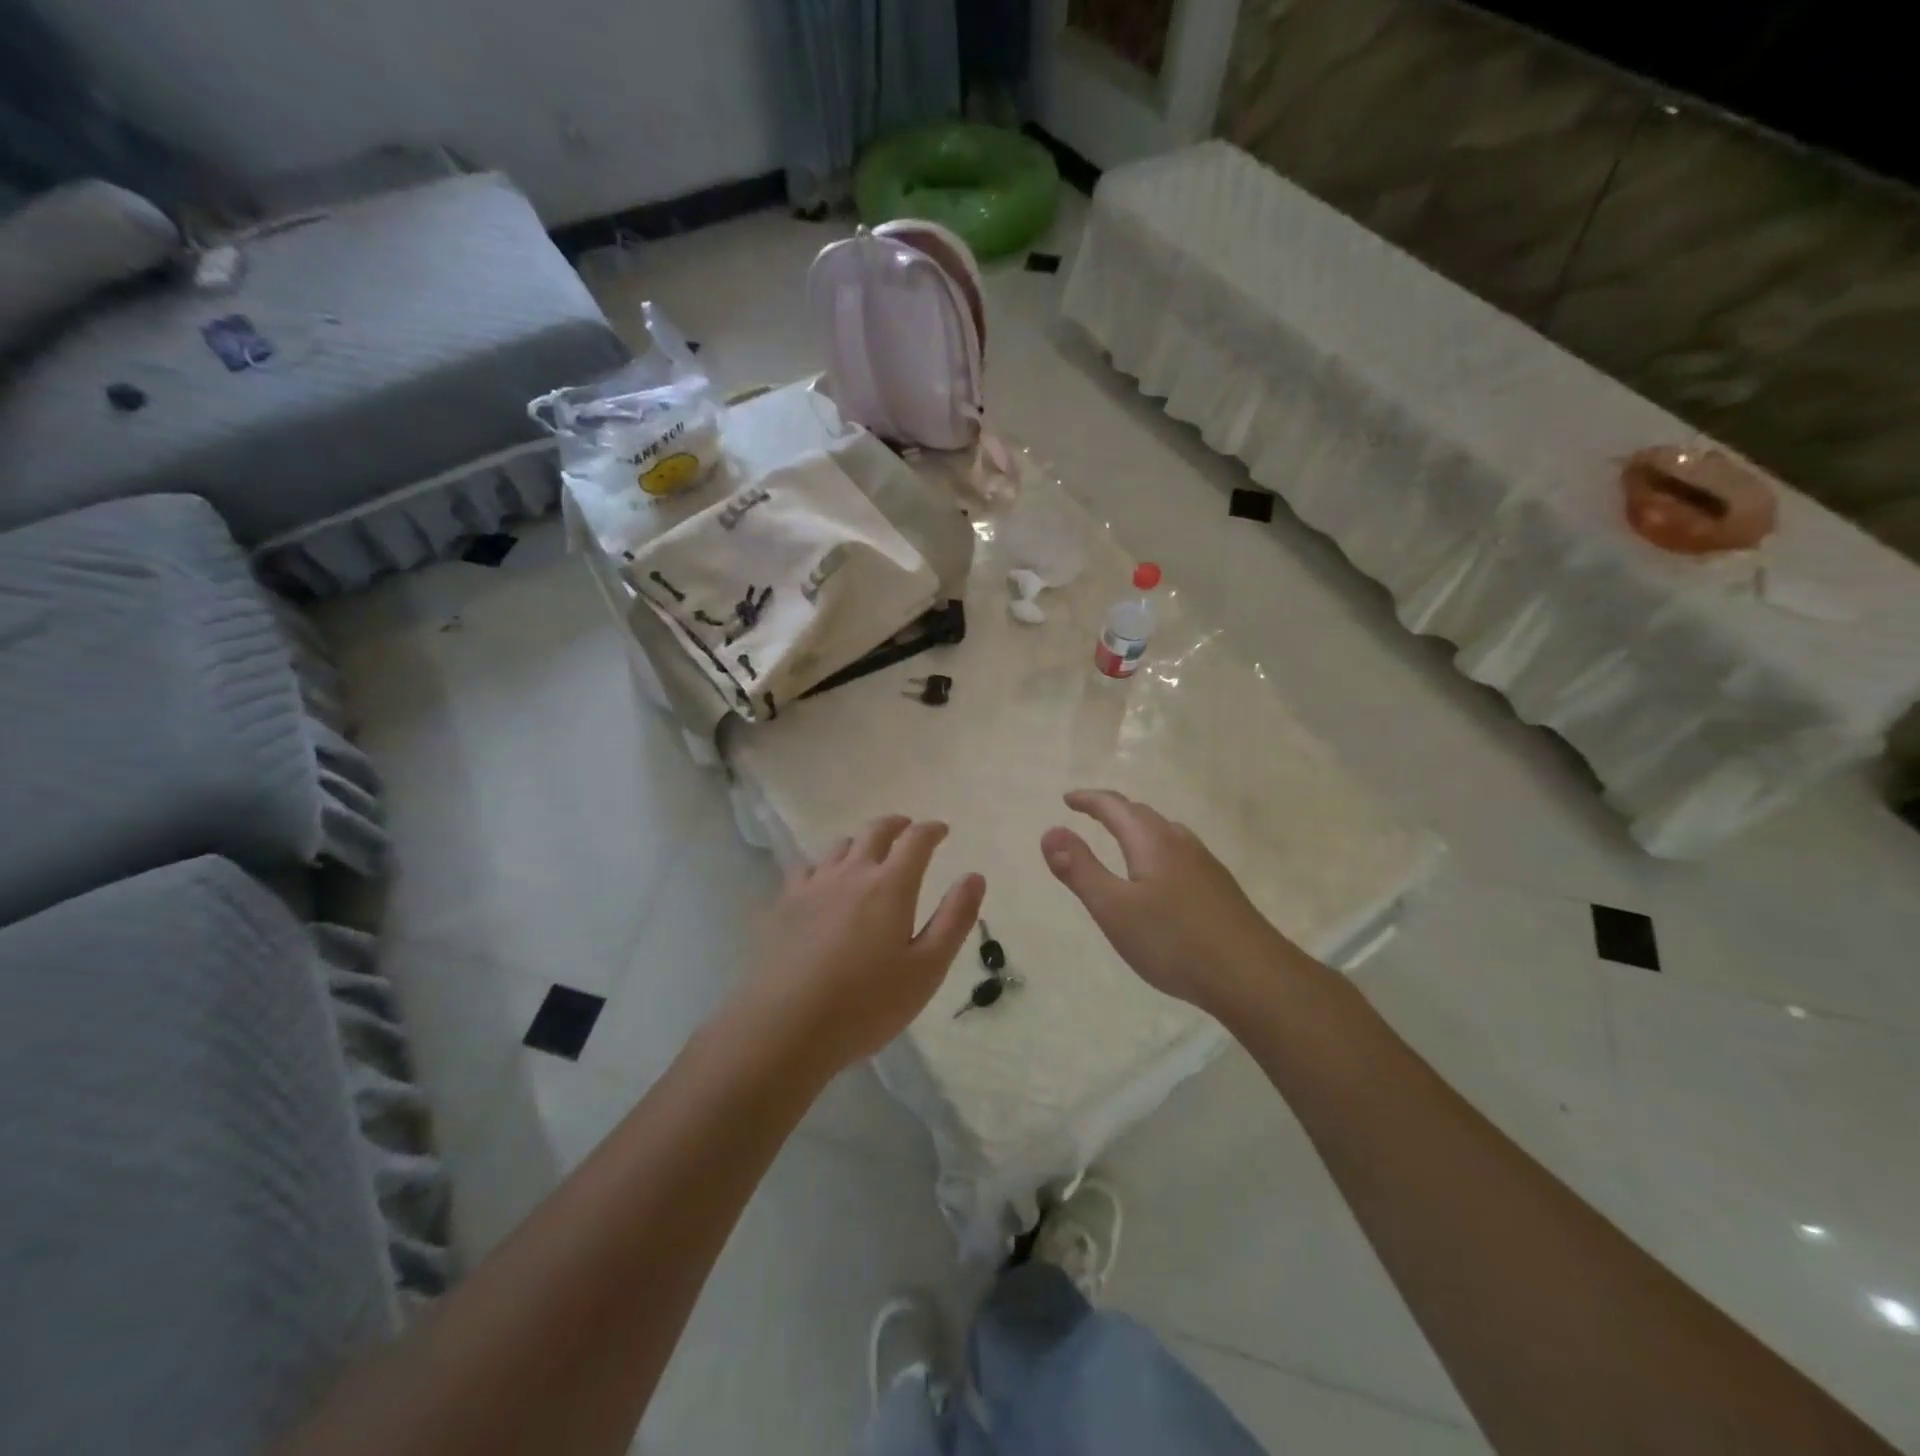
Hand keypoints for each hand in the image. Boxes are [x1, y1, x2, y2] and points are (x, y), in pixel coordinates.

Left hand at [750, 815, 985, 1071]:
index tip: (942, 830)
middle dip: (896, 825)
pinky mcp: (785, 904)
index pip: (916, 840)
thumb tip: (974, 876)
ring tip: (870, 853)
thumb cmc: (867, 1003)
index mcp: (891, 885)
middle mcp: (852, 873)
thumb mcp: (927, 968)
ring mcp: (814, 885)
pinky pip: (808, 867)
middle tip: (908, 829)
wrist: (786, 1027)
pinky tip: (825, 880)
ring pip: (841, 845)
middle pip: (875, 831)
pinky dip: (826, 864)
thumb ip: (954, 919)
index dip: (931, 830)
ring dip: (862, 841)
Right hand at [1042, 789, 1301, 1009]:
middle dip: (1112, 810)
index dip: (1089, 800)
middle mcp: (1180, 843)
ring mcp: (1205, 865)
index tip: (1068, 799)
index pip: (1114, 807)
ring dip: (1138, 828)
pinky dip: (1157, 849)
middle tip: (1089, 815)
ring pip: (1165, 833)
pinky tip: (1161, 878)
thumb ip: (1079, 869)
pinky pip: (1180, 853)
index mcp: (1151, 842)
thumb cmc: (1174, 941)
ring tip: (1122, 841)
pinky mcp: (1219, 888)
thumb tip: (1050, 831)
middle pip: (1142, 814)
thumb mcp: (1113, 908)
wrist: (1252, 976)